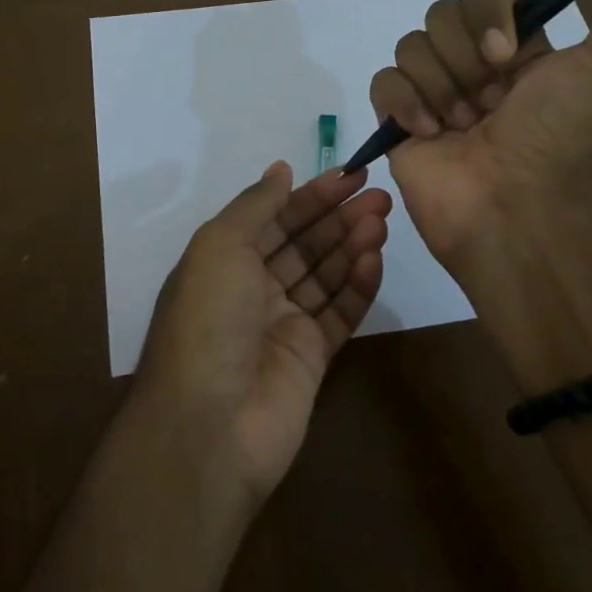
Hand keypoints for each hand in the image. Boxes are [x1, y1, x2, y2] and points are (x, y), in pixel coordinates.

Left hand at [133, 163, 390, 502]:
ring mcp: (283, 324)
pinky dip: (358, 286)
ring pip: (325, 275)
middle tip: (379, 196)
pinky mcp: (312, 357)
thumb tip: (280, 169)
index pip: (275, 218)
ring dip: (352, 245)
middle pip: (304, 244)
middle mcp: (253, 288)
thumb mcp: (220, 245)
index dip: (310, 196)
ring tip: (383, 220)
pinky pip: (340, 313)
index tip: (349, 175)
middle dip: (339, 217)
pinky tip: (376, 259)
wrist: (211, 422)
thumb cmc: (209, 319)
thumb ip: (256, 205)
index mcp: (225, 261)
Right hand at [369, 0, 591, 265]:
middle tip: (489, 102)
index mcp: (520, 48)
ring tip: (463, 128)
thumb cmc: (560, 138)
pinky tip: (429, 133)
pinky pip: (384, 82)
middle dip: (464, 58)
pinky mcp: (398, 121)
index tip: (507, 53)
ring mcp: (434, 92)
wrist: (515, 210)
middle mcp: (474, 65)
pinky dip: (405, 104)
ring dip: (441, 87)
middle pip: (443, 14)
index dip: (490, 9)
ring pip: (412, 46)